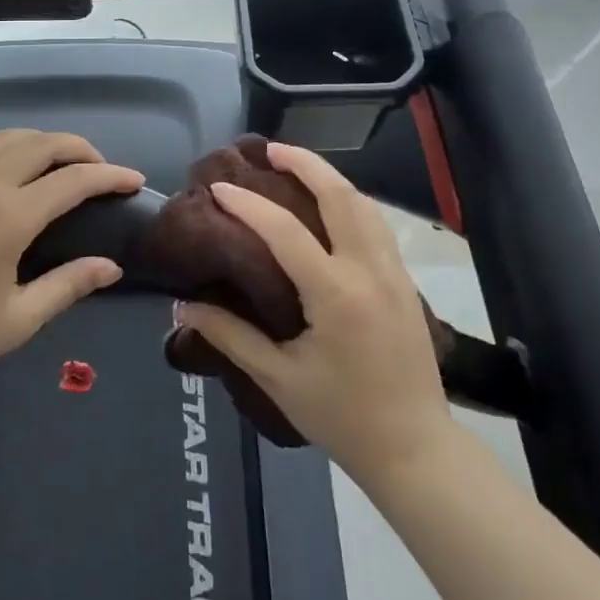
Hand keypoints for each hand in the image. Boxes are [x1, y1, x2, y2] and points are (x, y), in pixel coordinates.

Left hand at [0, 128, 143, 400]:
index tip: (133, 181)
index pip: (74, 181)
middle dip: (77, 149)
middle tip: (98, 167)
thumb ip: (69, 285)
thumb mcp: (19, 319)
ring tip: (50, 157)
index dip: (110, 176)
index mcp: (12, 215)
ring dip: (30, 140)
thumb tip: (111, 266)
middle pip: (40, 145)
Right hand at [174, 143, 453, 481]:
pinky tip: (333, 203)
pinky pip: (377, 223)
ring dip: (331, 177)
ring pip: (365, 204)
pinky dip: (352, 200)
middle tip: (270, 150)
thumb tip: (184, 307)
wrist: (415, 449)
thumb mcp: (278, 379)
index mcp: (336, 294)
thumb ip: (231, 337)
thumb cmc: (342, 417)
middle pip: (340, 195)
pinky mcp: (406, 281)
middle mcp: (369, 270)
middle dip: (305, 163)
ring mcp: (394, 272)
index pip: (286, 231)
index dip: (249, 205)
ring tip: (298, 166)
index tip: (219, 189)